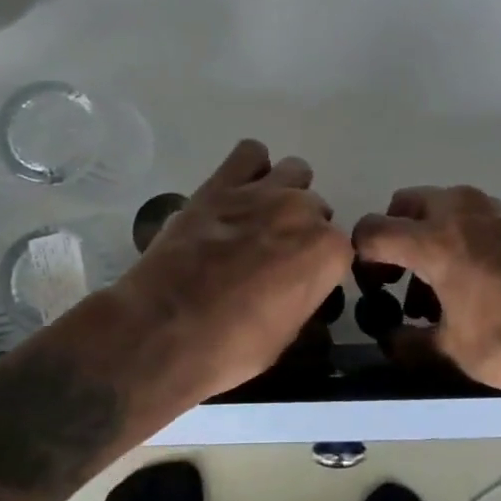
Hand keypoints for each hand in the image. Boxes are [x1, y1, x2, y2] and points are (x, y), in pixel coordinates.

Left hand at [118, 139, 351, 400]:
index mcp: (327, 252)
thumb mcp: (286, 334)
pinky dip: (251, 168)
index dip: (319, 266)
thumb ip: (304, 293)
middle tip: (272, 255)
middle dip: (300, 230)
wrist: (160, 332)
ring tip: (259, 219)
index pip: (340, 248)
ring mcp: (262, 191)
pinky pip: (250, 152)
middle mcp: (302, 212)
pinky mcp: (221, 183)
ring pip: (294, 173)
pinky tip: (238, 192)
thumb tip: (300, 282)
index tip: (299, 281)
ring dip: (284, 193)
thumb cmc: (230, 348)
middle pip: (316, 209)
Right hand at [352, 184, 500, 394]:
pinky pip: (474, 218)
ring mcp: (494, 210)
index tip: (367, 286)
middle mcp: (460, 212)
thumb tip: (391, 340)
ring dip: (428, 236)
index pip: (373, 230)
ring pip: (442, 207)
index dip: (359, 257)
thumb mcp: (458, 352)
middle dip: (394, 236)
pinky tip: (478, 282)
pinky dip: (460, 238)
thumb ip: (412, 344)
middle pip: (405, 205)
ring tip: (439, 289)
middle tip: (398, 277)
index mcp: (435, 240)